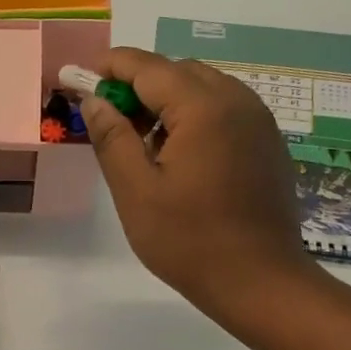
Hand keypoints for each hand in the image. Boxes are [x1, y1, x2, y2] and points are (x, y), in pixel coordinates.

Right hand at [80, 48, 318, 335]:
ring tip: (142, 142)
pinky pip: (225, 111)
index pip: (149, 67)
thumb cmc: (189, 240)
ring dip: (168, 101)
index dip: (112, 67)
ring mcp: (259, 122)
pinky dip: (194, 117)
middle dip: (139, 85)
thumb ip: (112, 138)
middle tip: (109, 119)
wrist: (260, 282)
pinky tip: (179, 157)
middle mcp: (238, 101)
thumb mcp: (135, 191)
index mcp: (204, 107)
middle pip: (179, 72)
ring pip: (204, 89)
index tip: (82, 78)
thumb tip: (94, 100)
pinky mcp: (268, 144)